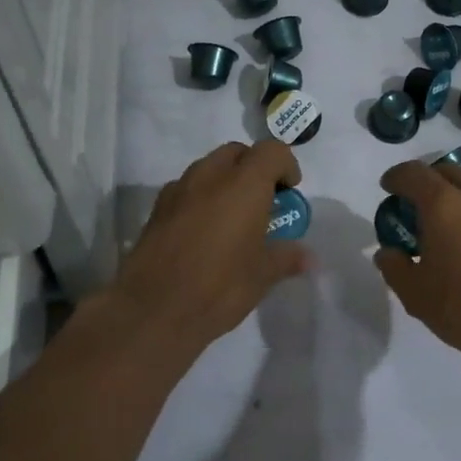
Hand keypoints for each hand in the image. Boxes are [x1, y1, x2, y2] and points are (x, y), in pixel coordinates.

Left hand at [107, 140, 311, 354]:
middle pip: (237, 153)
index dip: (285, 165)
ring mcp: (179, 189)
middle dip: (253, 169)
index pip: (271, 151)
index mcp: (244, 184)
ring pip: (208, 167)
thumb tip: (308, 257)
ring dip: (225, 181)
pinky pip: (186, 189)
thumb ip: (286, 258)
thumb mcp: (262, 275)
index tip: (289, 192)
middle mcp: (210, 175)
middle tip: (262, 202)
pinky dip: (200, 198)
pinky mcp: (157, 208)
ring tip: (232, 218)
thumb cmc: (219, 287)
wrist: (153, 309)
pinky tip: (203, 232)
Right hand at [373, 160, 460, 370]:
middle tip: (413, 207)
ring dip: (453, 196)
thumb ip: (394, 266)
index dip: (395, 177)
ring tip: (443, 227)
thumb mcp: (415, 293)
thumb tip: (388, 252)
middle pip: (446, 172)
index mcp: (443, 204)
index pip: (413, 173)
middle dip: (426, 181)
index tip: (387, 188)